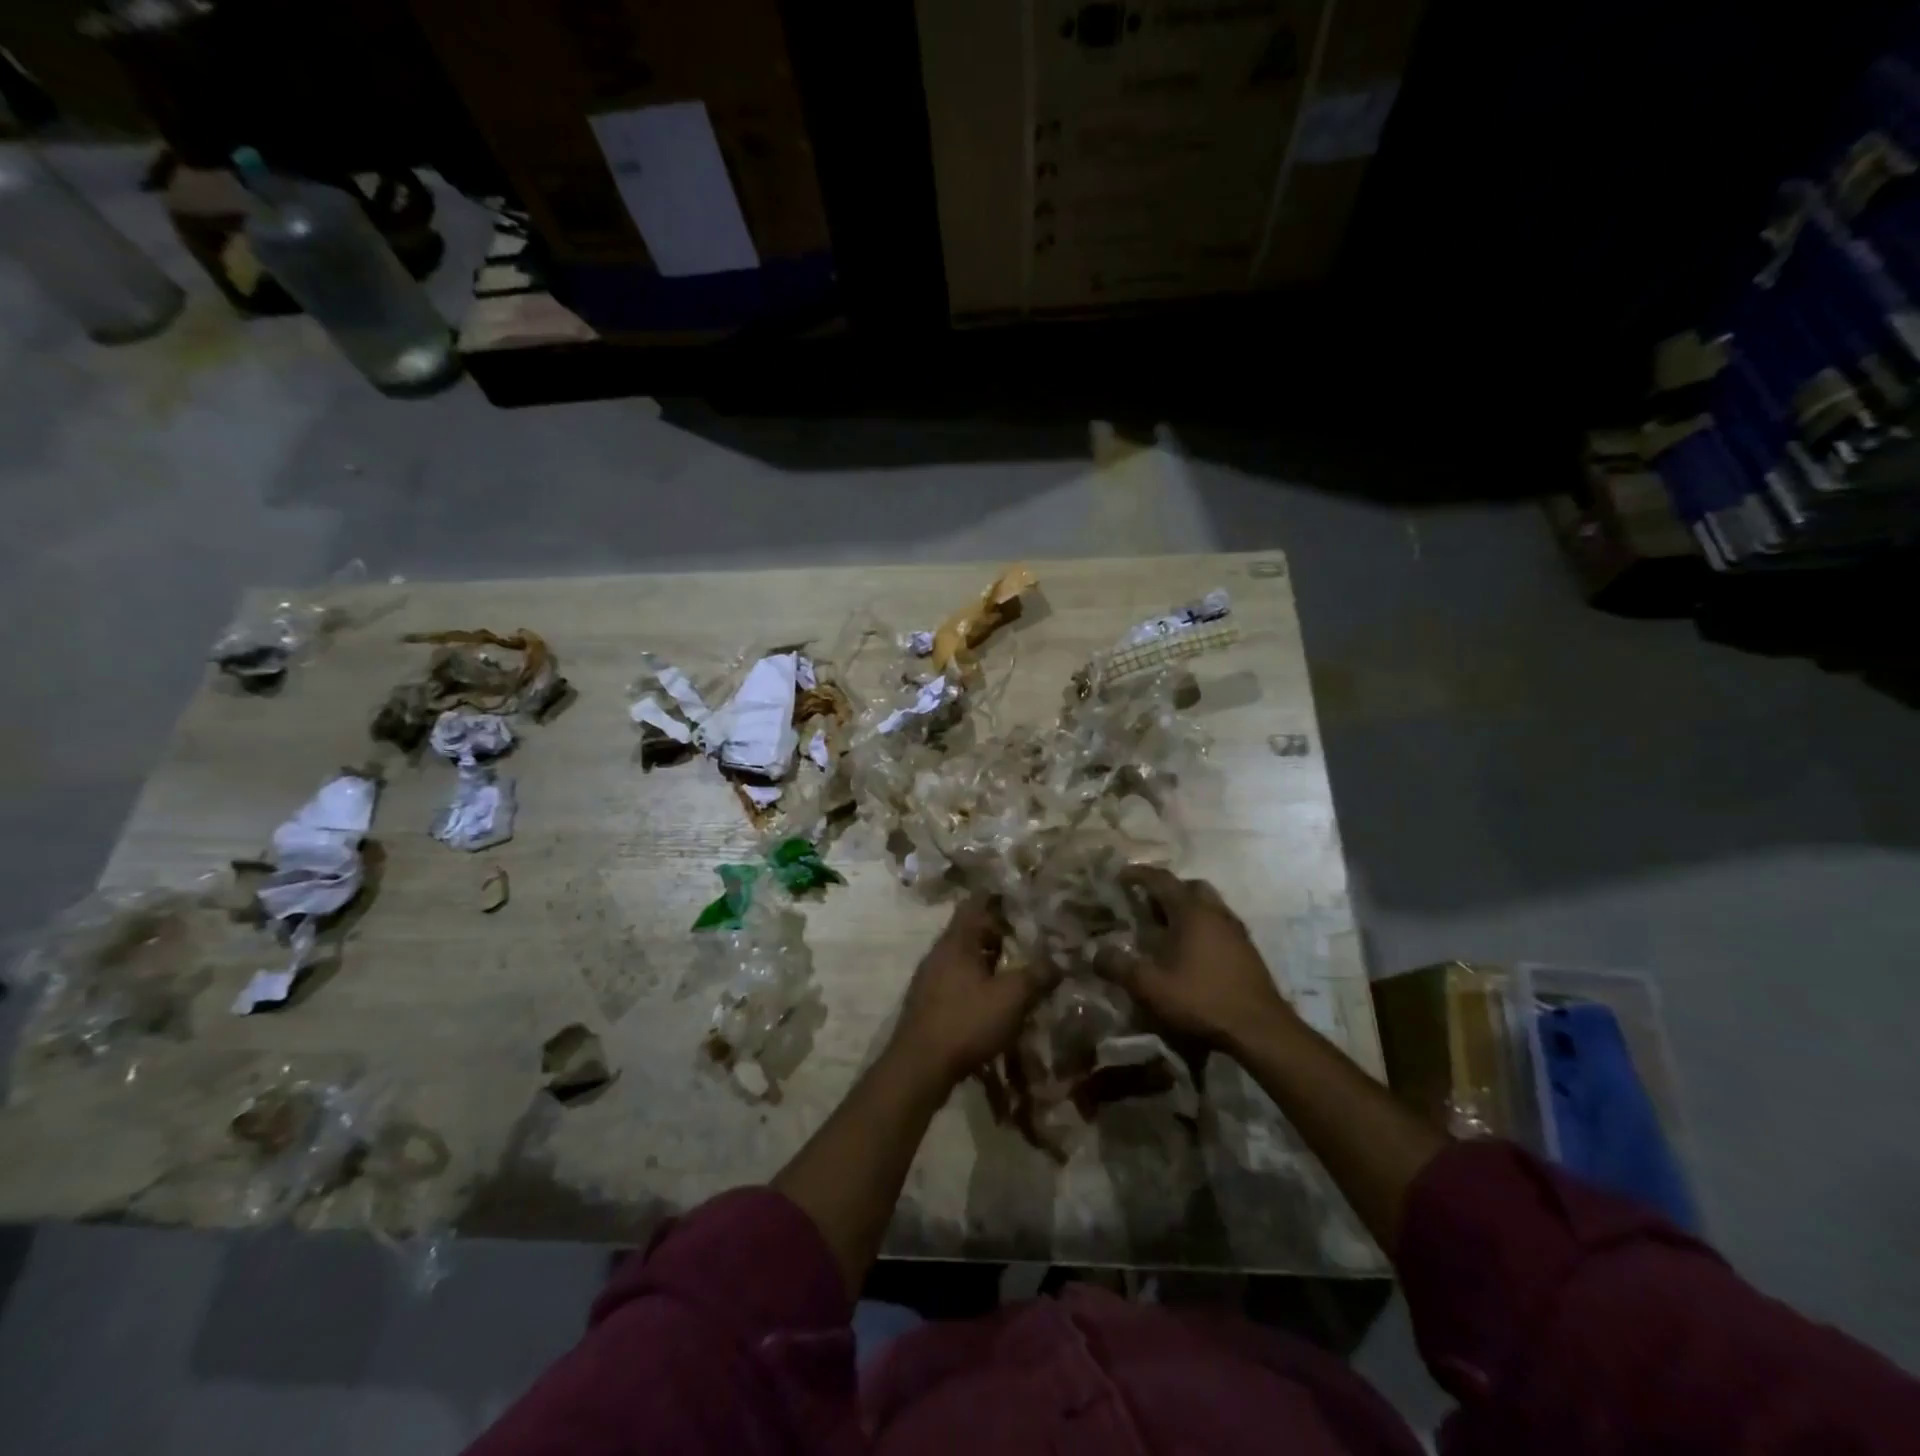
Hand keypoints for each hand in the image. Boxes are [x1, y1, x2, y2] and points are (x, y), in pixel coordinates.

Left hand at [888, 899, 1050, 1092]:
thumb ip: (1037, 975)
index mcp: (957, 940)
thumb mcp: (1011, 997)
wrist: (919, 1067)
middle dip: (998, 934)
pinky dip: (977, 982)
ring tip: (1016, 971)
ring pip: (964, 957)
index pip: (975, 903)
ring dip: (988, 961)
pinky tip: (994, 1001)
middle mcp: (939, 952)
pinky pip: (957, 980)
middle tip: (1027, 940)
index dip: (998, 899)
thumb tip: (1058, 961)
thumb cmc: (966, 1022)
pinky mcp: (928, 1003)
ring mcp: (930, 978)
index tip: (1021, 901)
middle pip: (970, 931)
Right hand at [1103, 867, 1298, 1051]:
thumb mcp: (1150, 986)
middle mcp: (1215, 912)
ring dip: (1186, 908)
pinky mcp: (1247, 950)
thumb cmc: (1201, 1000)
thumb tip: (1095, 953)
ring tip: (1167, 929)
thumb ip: (1118, 967)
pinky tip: (1192, 952)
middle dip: (1166, 890)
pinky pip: (1219, 924)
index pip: (1161, 879)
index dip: (1138, 874)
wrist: (1259, 1029)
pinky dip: (1202, 926)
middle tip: (1146, 905)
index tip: (1120, 876)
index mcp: (1190, 911)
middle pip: (1189, 886)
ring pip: (1208, 905)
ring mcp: (1235, 930)